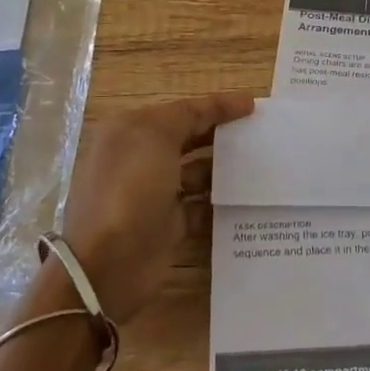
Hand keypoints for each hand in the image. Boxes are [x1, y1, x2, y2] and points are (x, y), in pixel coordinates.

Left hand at [50, 93, 254, 321]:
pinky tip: (246, 196)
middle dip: (221, 134)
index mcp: (130, 132)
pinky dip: (221, 201)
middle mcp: (140, 158)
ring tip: (260, 164)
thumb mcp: (155, 137)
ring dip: (225, 167)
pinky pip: (202, 205)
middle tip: (259, 134)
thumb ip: (188, 115)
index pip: (180, 110)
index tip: (253, 106)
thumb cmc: (130, 189)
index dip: (216, 106)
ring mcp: (154, 193)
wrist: (109, 264)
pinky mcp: (169, 223)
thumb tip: (219, 106)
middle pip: (189, 138)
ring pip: (198, 172)